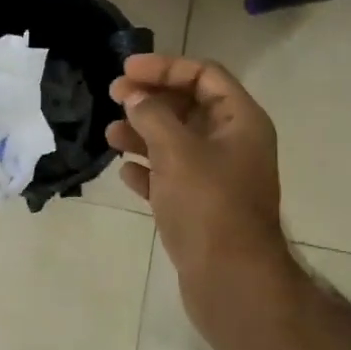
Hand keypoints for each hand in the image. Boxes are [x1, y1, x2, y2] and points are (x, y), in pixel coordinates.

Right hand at [107, 54, 300, 344]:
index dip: (165, 67)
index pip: (204, 75)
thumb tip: (135, 97)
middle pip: (188, 106)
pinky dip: (148, 170)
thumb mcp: (176, 150)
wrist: (230, 282)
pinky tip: (124, 172)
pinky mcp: (201, 207)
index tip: (126, 71)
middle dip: (150, 100)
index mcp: (241, 121)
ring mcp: (217, 178)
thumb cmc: (207, 205)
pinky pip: (171, 176)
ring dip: (143, 134)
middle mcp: (233, 144)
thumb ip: (152, 115)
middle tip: (113, 97)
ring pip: (176, 142)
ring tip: (110, 136)